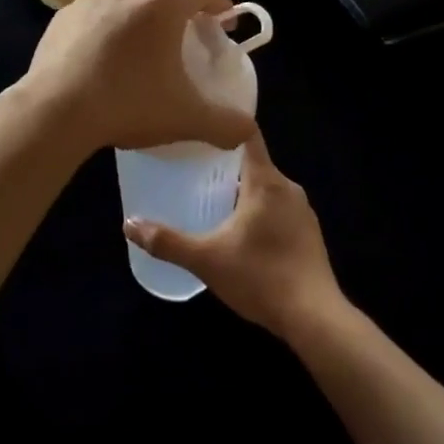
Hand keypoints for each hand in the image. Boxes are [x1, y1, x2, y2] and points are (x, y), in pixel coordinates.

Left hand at [21, 0, 258, 155]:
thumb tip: (247, 131)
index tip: (224, 22)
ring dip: (143, 14)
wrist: (55, 111)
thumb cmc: (128, 104)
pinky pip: (96, 11)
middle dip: (181, 8)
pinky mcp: (63, 15)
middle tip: (188, 36)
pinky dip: (109, 25)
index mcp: (163, 5)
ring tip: (144, 45)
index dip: (220, 2)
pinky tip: (105, 54)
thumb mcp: (186, 118)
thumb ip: (225, 124)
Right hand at [123, 130, 344, 341]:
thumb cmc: (260, 278)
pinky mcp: (310, 234)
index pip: (248, 134)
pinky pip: (279, 209)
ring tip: (212, 201)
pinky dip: (260, 213)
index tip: (201, 126)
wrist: (315, 319)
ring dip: (243, 192)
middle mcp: (288, 188)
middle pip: (254, 163)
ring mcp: (303, 211)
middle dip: (226, 165)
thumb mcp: (206, 260)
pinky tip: (242, 235)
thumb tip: (128, 224)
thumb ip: (167, 241)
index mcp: (266, 181)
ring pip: (267, 189)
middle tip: (193, 170)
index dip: (225, 125)